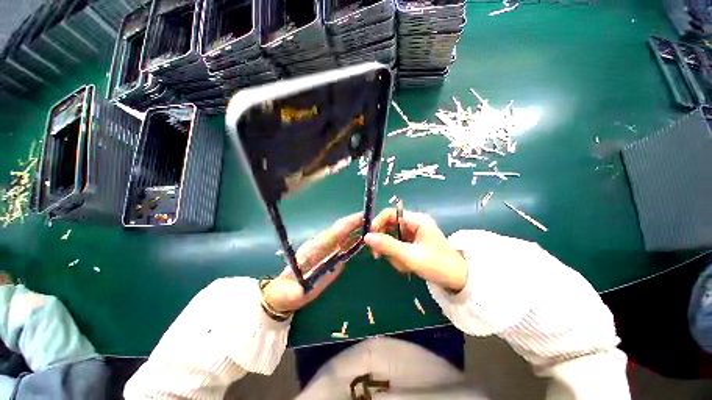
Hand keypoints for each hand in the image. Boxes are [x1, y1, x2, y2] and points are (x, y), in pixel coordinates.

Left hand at [262, 213, 362, 312]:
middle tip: (373, 219)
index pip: (334, 232)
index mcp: (314, 250)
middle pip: (341, 230)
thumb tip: (308, 287)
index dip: (348, 223)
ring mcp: (326, 250)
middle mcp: (322, 245)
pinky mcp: (329, 255)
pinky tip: (363, 238)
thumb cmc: (288, 292)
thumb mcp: (293, 293)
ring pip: (343, 235)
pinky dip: (354, 238)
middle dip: (356, 222)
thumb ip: (301, 289)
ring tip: (372, 226)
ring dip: (357, 229)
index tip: (363, 217)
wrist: (283, 291)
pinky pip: (343, 244)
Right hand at [364, 208, 467, 291]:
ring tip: (403, 265)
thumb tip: (366, 236)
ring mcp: (413, 233)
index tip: (369, 237)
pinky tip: (405, 266)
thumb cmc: (437, 265)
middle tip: (378, 255)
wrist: (458, 280)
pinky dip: (397, 256)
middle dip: (384, 242)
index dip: (377, 223)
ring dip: (392, 253)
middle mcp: (413, 223)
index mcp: (416, 220)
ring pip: (391, 238)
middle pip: (388, 226)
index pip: (389, 214)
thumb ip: (388, 245)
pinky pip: (397, 246)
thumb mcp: (410, 256)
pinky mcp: (412, 243)